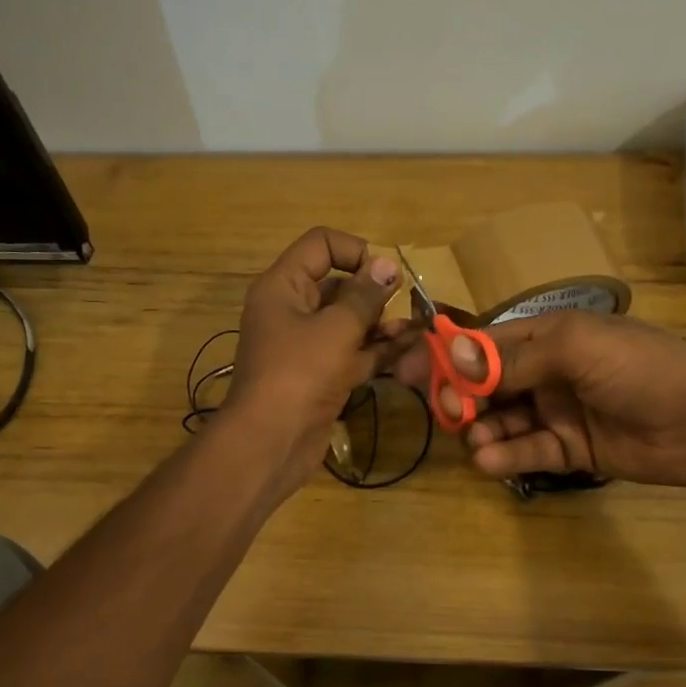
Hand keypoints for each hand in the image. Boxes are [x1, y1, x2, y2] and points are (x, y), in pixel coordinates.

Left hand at [226, 227, 406, 488]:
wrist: (271, 442)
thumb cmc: (300, 373)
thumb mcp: (336, 328)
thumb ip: (365, 296)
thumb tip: (387, 266)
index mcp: (283, 286)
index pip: (320, 245)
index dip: (355, 251)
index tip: (384, 274)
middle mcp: (292, 310)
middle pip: (337, 285)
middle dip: (374, 292)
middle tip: (406, 302)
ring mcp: (306, 346)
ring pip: (349, 322)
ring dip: (381, 323)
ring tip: (414, 329)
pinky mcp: (321, 376)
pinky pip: (352, 353)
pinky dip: (377, 351)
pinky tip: (409, 349)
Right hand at [397, 311, 685, 491]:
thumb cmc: (640, 367)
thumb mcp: (575, 348)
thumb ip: (513, 358)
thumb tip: (453, 358)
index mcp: (546, 336)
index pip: (483, 344)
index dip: (446, 356)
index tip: (407, 371)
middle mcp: (545, 372)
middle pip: (485, 385)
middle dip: (461, 398)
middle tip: (448, 415)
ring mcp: (555, 412)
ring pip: (501, 422)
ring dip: (481, 430)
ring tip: (476, 442)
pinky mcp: (568, 450)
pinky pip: (526, 452)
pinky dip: (504, 456)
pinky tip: (489, 460)